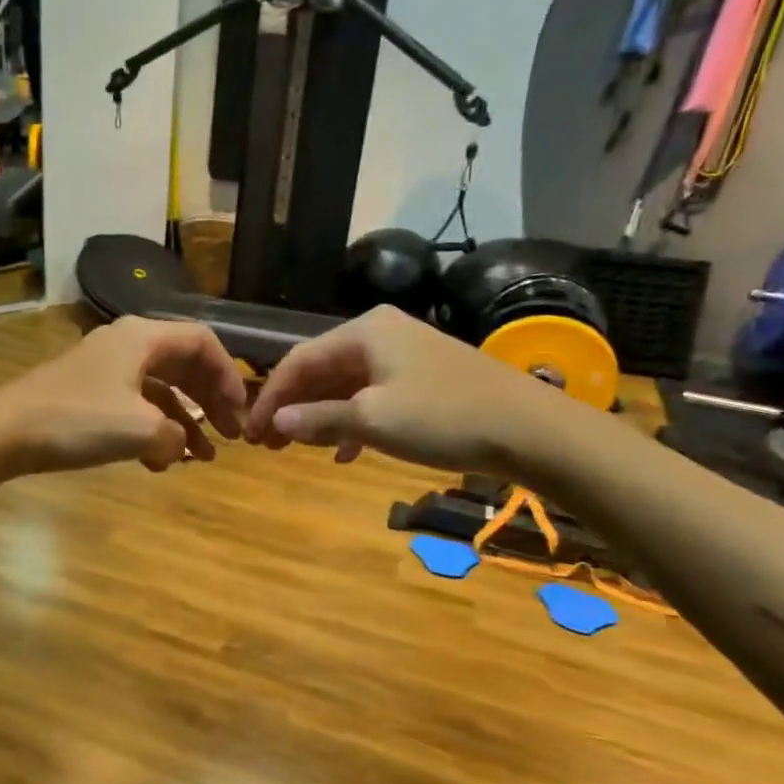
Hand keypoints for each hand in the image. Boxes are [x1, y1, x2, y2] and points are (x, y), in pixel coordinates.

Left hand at [0, 318, 247, 473]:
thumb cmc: (78, 421)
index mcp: (143, 337)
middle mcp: (127, 344)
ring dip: (183, 422)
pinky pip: (134, 406)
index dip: (228, 376)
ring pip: (159, 390)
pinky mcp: (88, 393)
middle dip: (209, 401)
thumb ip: (177, 436)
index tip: (241, 412)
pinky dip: (152, 430)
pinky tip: (159, 462)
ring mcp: (105, 369)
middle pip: (183, 365)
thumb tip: (178, 446)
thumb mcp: (141, 430)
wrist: (5, 432)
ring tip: (201, 458)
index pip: (203, 343)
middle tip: (229, 437)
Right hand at [244, 305, 581, 474]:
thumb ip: (319, 419)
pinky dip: (353, 419)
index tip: (252, 434)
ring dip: (320, 416)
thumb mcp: (372, 420)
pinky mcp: (423, 376)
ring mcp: (404, 353)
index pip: (298, 360)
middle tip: (270, 444)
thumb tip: (276, 423)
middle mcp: (380, 332)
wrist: (531, 429)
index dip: (271, 398)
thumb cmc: (443, 416)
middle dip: (293, 407)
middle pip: (320, 369)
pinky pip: (372, 394)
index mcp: (362, 331)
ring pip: (345, 384)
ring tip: (301, 449)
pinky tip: (347, 451)